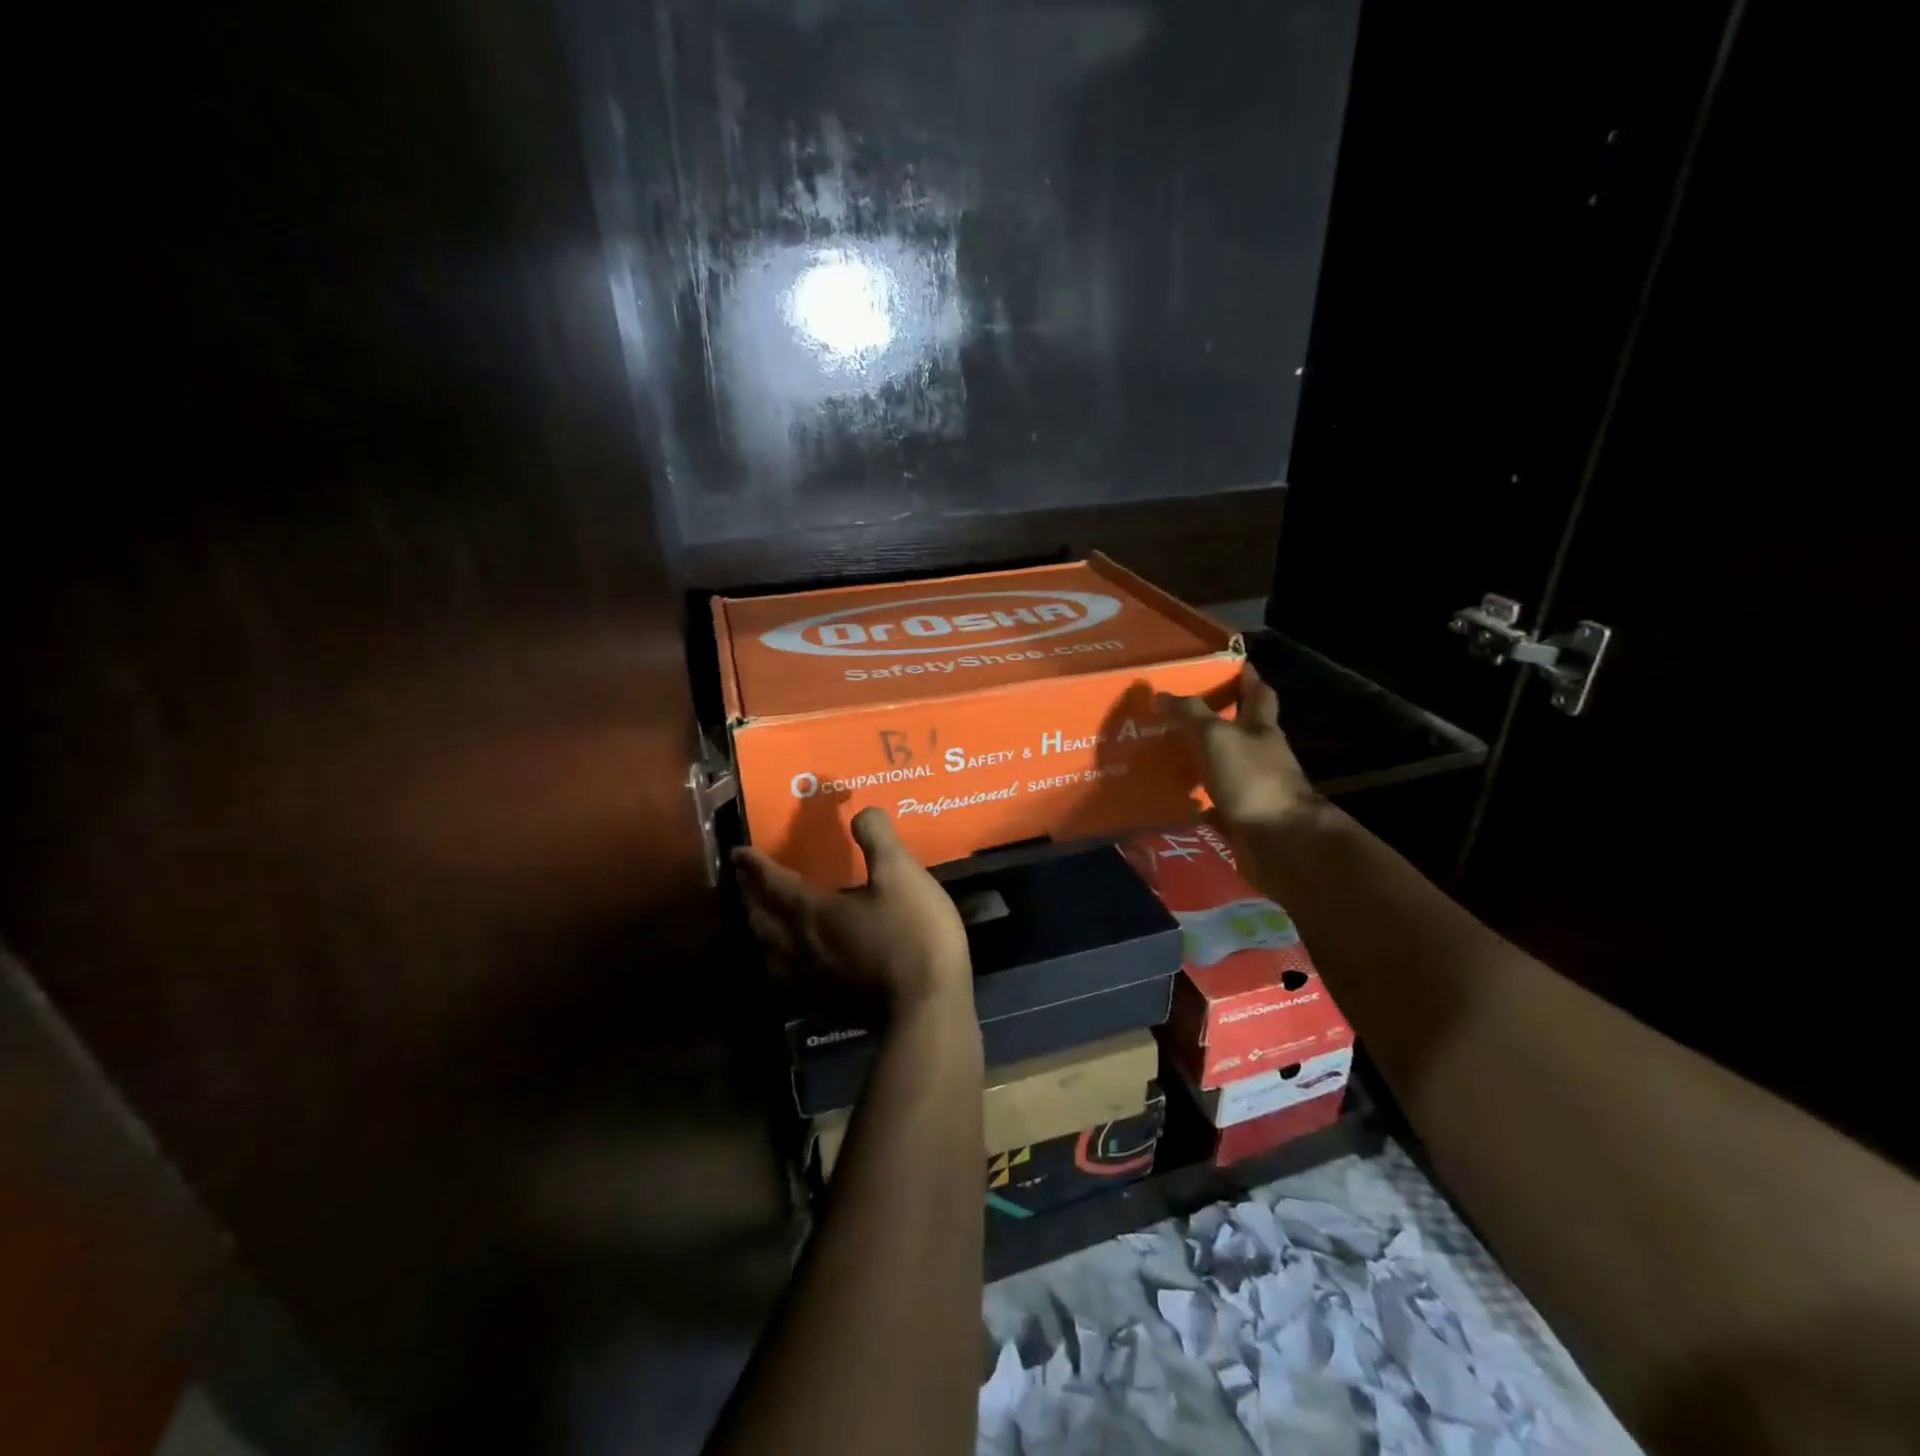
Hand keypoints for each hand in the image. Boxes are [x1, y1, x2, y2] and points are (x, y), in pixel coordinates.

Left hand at [732, 808, 972, 1015]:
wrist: (927, 1009)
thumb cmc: (912, 933)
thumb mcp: (902, 874)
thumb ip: (878, 838)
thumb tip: (862, 812)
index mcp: (813, 911)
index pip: (773, 883)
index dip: (755, 866)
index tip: (737, 853)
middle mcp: (800, 946)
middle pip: (762, 919)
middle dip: (750, 896)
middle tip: (745, 882)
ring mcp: (811, 980)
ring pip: (769, 953)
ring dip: (760, 931)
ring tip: (762, 920)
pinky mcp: (826, 1004)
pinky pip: (787, 980)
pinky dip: (779, 964)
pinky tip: (792, 965)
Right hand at [1158, 663, 1315, 831]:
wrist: (1279, 841)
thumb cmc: (1252, 778)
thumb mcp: (1217, 737)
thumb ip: (1191, 714)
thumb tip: (1162, 694)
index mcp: (1261, 728)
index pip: (1258, 692)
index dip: (1245, 676)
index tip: (1225, 665)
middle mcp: (1260, 754)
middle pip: (1239, 729)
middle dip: (1214, 719)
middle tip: (1177, 711)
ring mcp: (1252, 787)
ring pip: (1223, 765)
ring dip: (1200, 760)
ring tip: (1163, 752)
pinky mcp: (1241, 816)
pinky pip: (1213, 803)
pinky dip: (1195, 799)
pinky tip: (1170, 797)